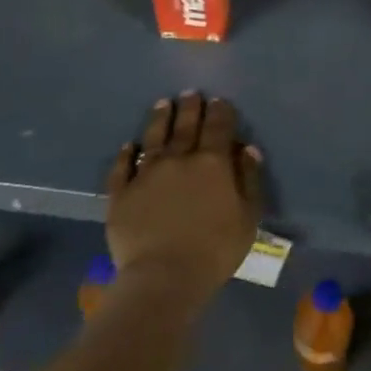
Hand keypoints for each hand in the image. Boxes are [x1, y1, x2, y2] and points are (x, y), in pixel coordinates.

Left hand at [106, 92, 259, 306]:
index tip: (220, 101)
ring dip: (160, 119)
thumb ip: (249, 179)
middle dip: (190, 107)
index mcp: (212, 162)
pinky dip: (126, 153)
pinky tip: (128, 145)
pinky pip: (122, 167)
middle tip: (191, 93)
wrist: (164, 277)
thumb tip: (247, 148)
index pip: (218, 126)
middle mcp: (179, 159)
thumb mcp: (249, 216)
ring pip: (154, 138)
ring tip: (163, 104)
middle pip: (185, 126)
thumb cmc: (215, 249)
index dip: (220, 111)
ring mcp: (146, 174)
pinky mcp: (121, 193)